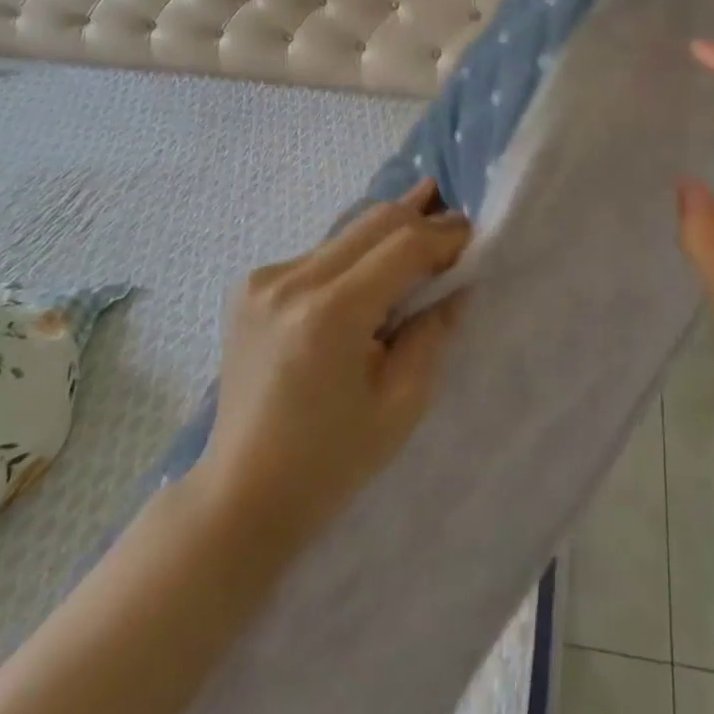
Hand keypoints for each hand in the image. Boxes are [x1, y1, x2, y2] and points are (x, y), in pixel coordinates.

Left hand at [198, 179, 471, 547]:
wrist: (240, 494)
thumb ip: (433, 331)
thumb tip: (458, 282)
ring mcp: (263, 279)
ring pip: (346, 232)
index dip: (444, 235)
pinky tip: (372, 268)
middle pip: (374, 222)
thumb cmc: (329, 462)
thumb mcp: (401, 403)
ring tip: (423, 219)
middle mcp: (291, 281)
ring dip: (387, 233)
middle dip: (420, 219)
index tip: (473, 235)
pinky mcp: (250, 286)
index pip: (403, 245)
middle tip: (454, 224)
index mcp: (330, 314)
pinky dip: (354, 255)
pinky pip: (319, 253)